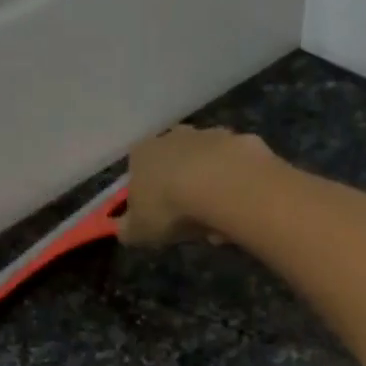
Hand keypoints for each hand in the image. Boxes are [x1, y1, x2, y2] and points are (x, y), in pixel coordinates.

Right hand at [115, 125, 278, 247]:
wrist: (222, 186)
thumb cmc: (170, 207)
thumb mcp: (139, 230)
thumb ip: (127, 229)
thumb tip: (123, 229)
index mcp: (142, 153)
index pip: (138, 172)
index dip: (148, 197)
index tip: (159, 219)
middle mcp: (174, 136)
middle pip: (174, 165)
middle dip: (182, 190)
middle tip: (190, 221)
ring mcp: (210, 134)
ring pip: (207, 165)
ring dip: (210, 190)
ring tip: (217, 222)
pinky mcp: (243, 141)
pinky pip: (235, 169)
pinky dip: (236, 188)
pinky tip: (239, 210)